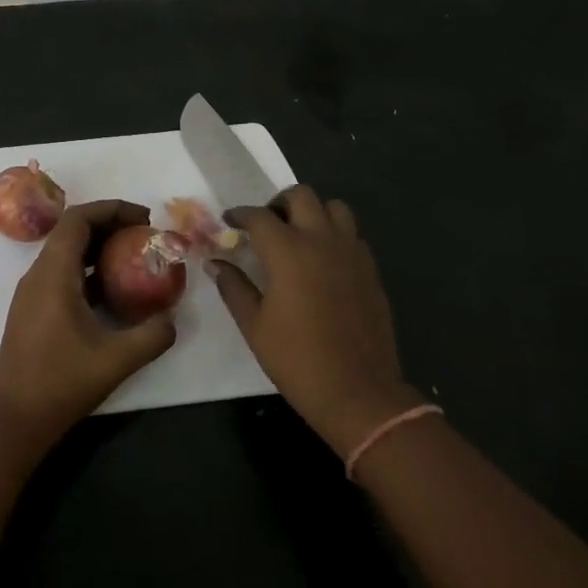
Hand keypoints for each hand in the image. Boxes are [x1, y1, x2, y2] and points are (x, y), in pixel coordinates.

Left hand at [0, 200, 176, 450]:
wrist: (13, 420)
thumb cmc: (60, 384)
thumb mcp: (117, 360)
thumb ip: (152, 335)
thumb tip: (172, 319)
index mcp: (53, 275)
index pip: (77, 219)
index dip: (111, 209)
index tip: (144, 218)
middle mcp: (38, 276)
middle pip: (72, 232)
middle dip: (110, 226)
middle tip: (145, 235)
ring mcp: (32, 294)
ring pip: (66, 254)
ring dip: (99, 249)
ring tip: (135, 258)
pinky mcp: (33, 311)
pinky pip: (62, 275)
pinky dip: (89, 271)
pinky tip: (114, 293)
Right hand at [212, 186, 419, 455]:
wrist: (358, 391)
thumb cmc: (297, 359)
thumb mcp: (255, 325)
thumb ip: (234, 288)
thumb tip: (216, 264)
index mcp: (288, 252)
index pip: (259, 216)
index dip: (240, 215)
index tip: (229, 221)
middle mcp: (322, 241)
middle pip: (302, 196)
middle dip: (278, 203)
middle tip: (265, 225)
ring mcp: (352, 252)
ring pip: (334, 208)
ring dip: (312, 212)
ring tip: (298, 236)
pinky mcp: (371, 269)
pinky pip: (352, 234)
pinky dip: (334, 234)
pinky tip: (323, 261)